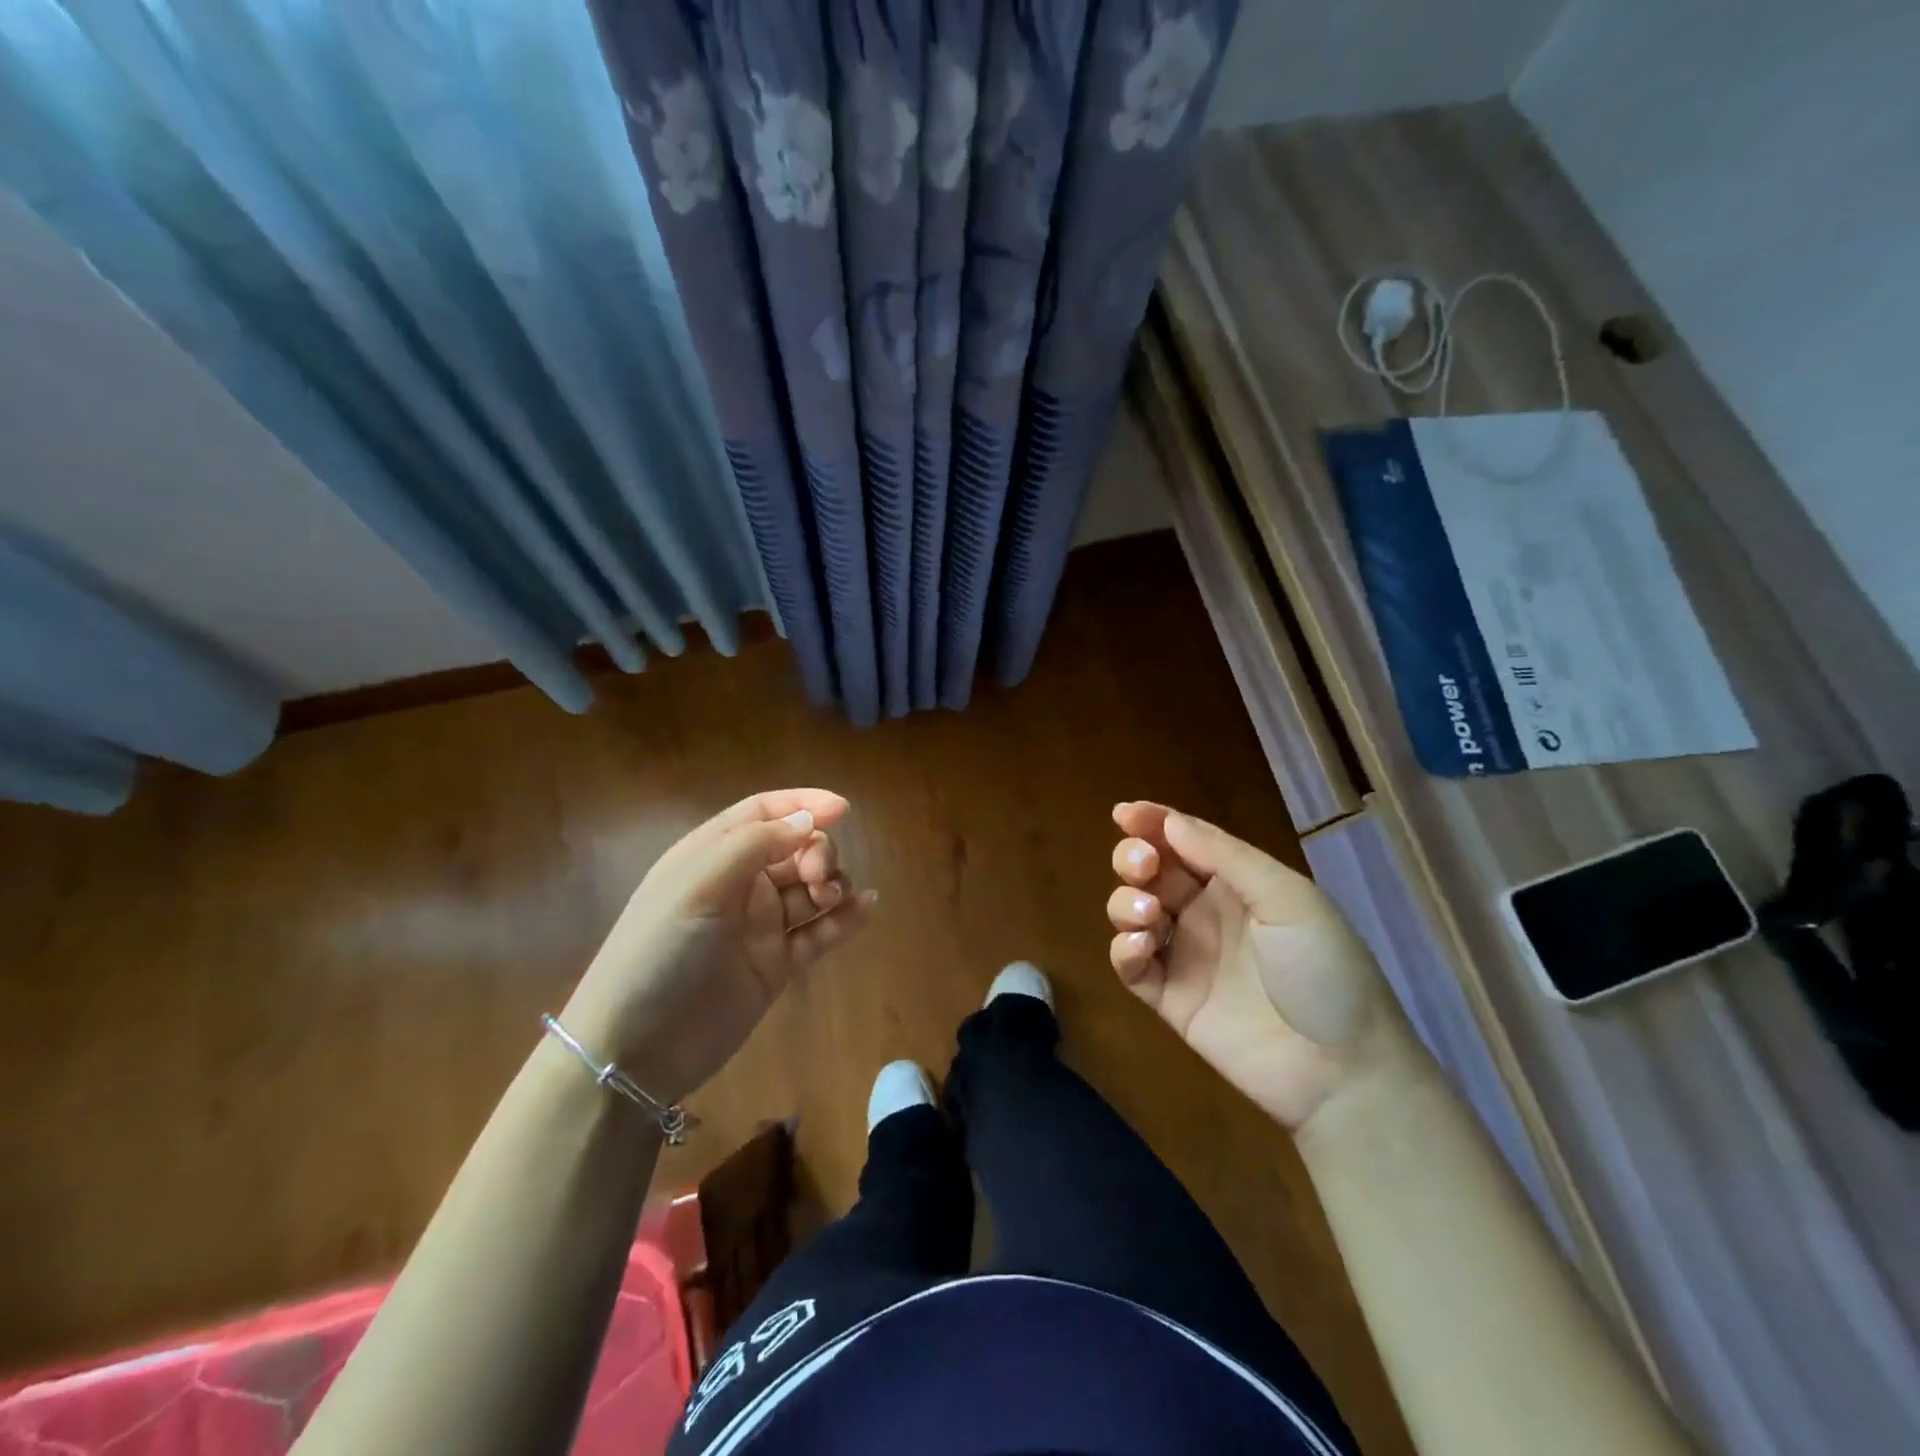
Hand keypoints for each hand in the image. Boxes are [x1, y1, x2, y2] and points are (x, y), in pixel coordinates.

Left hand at [563, 789, 873, 1102]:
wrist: (634, 1051)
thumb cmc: (657, 954)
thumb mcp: (696, 887)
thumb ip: (753, 846)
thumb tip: (807, 820)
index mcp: (712, 856)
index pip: (764, 812)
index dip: (803, 804)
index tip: (842, 809)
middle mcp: (739, 885)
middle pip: (795, 849)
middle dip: (818, 851)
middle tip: (819, 876)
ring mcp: (760, 926)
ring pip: (811, 888)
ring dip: (831, 884)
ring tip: (831, 898)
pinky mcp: (777, 964)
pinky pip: (819, 932)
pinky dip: (844, 919)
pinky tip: (866, 908)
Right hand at [1107, 802, 1417, 1132]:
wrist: (1341, 1070)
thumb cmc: (1323, 970)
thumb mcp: (1288, 899)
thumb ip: (1226, 857)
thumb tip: (1169, 821)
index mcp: (1238, 883)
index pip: (1185, 841)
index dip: (1152, 822)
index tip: (1122, 813)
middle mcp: (1206, 913)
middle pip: (1152, 872)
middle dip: (1135, 859)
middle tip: (1142, 867)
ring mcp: (1186, 957)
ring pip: (1133, 913)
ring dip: (1126, 903)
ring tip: (1149, 918)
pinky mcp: (1170, 1000)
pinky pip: (1131, 967)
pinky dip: (1123, 950)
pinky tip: (1141, 947)